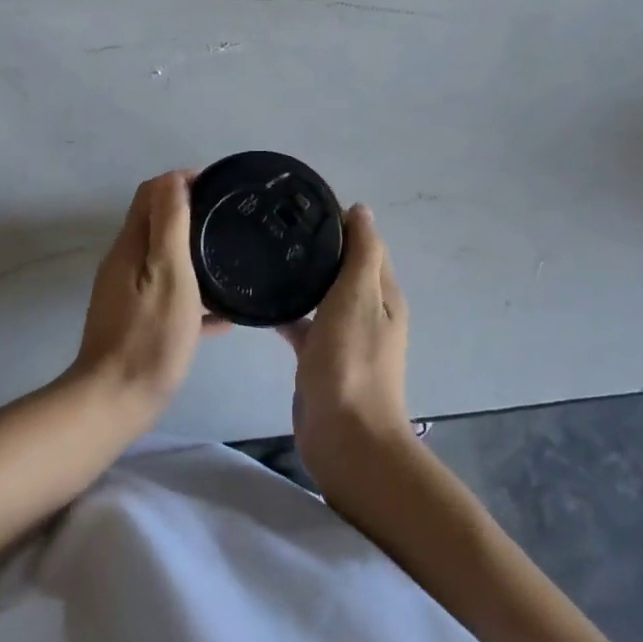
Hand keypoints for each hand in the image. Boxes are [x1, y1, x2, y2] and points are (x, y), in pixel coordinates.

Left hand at [70, 171, 226, 424]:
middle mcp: (124, 262)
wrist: (115, 402)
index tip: (219, 188)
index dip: (182, 182)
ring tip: (232, 262)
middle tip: (230, 221)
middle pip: (157, 223)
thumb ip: (170, 224)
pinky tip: (223, 316)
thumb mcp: (168, 272)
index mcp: (131, 245)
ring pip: (165, 260)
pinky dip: (193, 294)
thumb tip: (173, 177)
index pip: (152, 193)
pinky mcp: (135, 320)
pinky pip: (168, 295)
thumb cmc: (149, 334)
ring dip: (194, 254)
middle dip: (192, 214)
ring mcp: (127, 293)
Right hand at [279, 205, 413, 493]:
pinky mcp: (321, 358)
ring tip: (264, 254)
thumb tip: (361, 210)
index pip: (364, 244)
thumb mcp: (359, 297)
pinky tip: (259, 302)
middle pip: (342, 268)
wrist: (345, 437)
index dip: (339, 221)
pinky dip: (288, 312)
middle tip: (275, 226)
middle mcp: (367, 311)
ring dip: (302, 277)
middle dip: (317, 246)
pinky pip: (303, 325)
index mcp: (383, 293)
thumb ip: (362, 253)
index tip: (301, 203)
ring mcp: (344, 336)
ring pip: (322, 295)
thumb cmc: (352, 361)